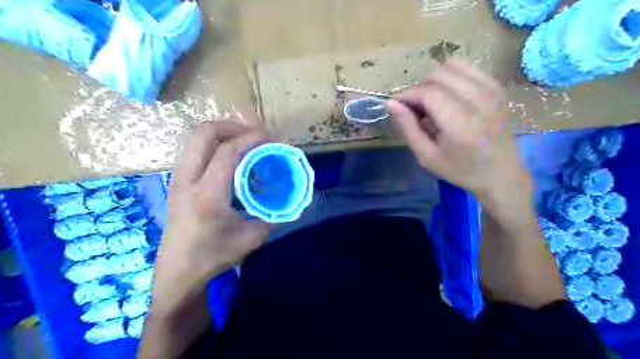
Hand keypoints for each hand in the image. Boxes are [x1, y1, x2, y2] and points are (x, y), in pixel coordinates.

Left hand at [160, 120, 272, 289]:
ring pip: (195, 139)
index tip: (270, 136)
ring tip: (243, 141)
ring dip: (221, 133)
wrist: (178, 273)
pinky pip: (195, 150)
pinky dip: (214, 145)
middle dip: (231, 125)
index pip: (228, 152)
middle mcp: (187, 180)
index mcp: (207, 194)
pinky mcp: (178, 182)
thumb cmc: (213, 257)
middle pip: (203, 133)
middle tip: (253, 134)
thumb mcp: (251, 238)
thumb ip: (272, 214)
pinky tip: (230, 159)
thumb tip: (288, 197)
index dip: (251, 138)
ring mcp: (178, 179)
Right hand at [384, 58, 529, 204]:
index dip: (406, 95)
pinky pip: (466, 67)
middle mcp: (479, 99)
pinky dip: (450, 77)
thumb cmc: (460, 170)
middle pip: (437, 75)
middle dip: (418, 88)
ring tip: (430, 102)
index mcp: (461, 123)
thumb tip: (391, 103)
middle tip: (413, 108)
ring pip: (451, 66)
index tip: (396, 106)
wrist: (501, 173)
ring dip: (433, 81)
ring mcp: (492, 89)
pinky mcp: (497, 86)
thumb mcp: (427, 156)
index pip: (427, 92)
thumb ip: (408, 128)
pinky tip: (447, 96)